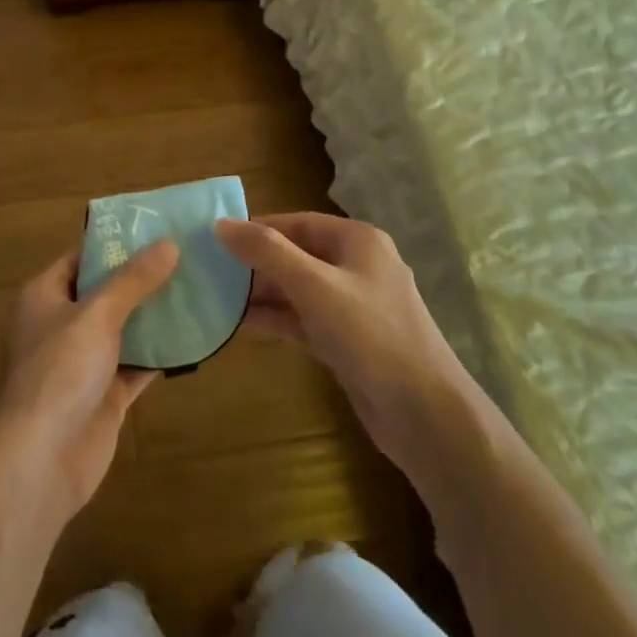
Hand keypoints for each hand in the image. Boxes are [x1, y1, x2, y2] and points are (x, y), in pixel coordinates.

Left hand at [0, 241, 177, 521]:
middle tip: (187, 257)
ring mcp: (83, 362)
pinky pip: (136, 365)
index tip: (156, 230)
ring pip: (124, 329)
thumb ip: (133, 280)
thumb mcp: (96, 315)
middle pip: (106, 292)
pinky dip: (160, 355)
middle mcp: (61, 325)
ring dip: (155, 316)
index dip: (115, 244)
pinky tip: (194, 338)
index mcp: (44, 297)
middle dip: (142, 279)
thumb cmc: (59, 372)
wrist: (41, 460)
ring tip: (198, 289)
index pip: (81, 258)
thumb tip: (169, 244)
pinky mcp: (104, 395)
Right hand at [215, 213, 466, 461]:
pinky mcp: (347, 340)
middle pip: (297, 254)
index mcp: (358, 241)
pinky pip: (304, 319)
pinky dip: (277, 318)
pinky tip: (242, 324)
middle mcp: (357, 266)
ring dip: (262, 292)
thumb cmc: (370, 335)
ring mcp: (353, 306)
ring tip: (218, 297)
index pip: (298, 222)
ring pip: (299, 289)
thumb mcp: (315, 287)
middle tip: (211, 271)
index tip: (217, 239)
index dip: (258, 228)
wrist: (424, 413)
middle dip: (257, 263)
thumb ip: (268, 252)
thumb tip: (221, 224)